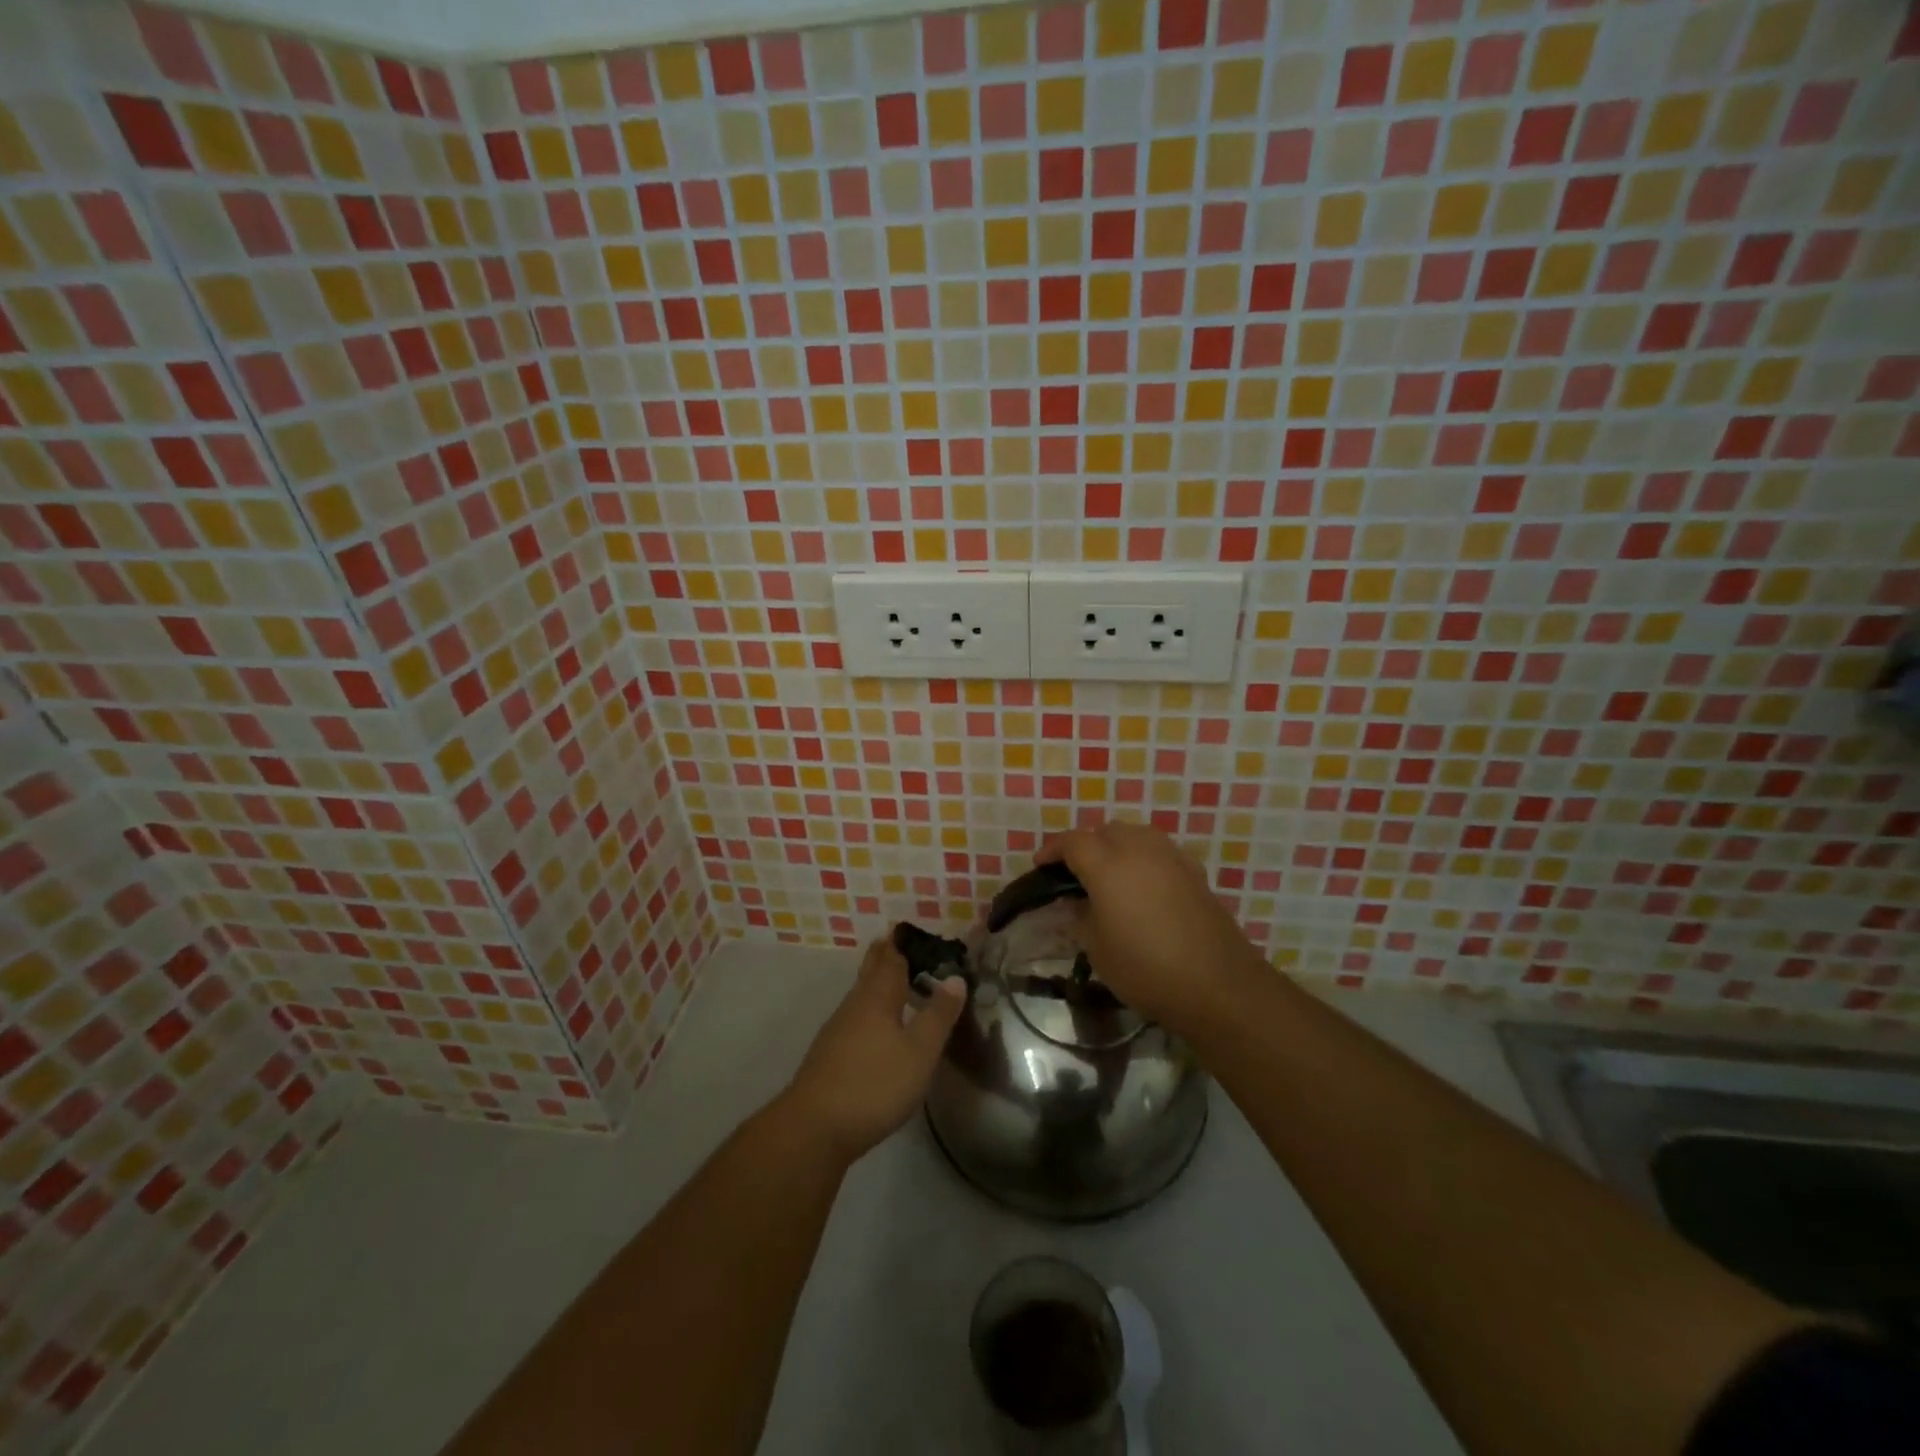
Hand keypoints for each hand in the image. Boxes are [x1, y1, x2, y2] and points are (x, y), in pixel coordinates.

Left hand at [782, 936, 966, 1162]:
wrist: (815, 1127)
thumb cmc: (875, 1083)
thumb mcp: (920, 1052)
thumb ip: (939, 1015)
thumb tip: (955, 978)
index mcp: (878, 997)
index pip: (891, 959)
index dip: (901, 944)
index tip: (908, 929)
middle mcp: (855, 1005)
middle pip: (871, 972)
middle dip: (884, 956)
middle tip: (896, 942)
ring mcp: (838, 1029)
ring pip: (861, 994)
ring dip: (876, 982)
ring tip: (892, 978)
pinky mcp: (830, 1054)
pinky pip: (855, 1016)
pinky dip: (869, 1008)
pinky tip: (875, 1024)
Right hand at [1038, 820, 1264, 1030]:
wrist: (1216, 983)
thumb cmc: (1145, 968)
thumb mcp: (1097, 947)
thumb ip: (1082, 915)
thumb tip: (1077, 900)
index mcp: (1107, 864)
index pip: (1072, 842)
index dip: (1052, 850)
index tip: (1040, 865)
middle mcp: (1139, 848)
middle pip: (1105, 831)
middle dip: (1086, 845)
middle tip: (1074, 873)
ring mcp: (1171, 856)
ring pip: (1135, 835)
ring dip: (1116, 846)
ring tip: (1108, 875)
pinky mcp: (1194, 871)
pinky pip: (1158, 851)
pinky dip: (1142, 858)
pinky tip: (1141, 885)